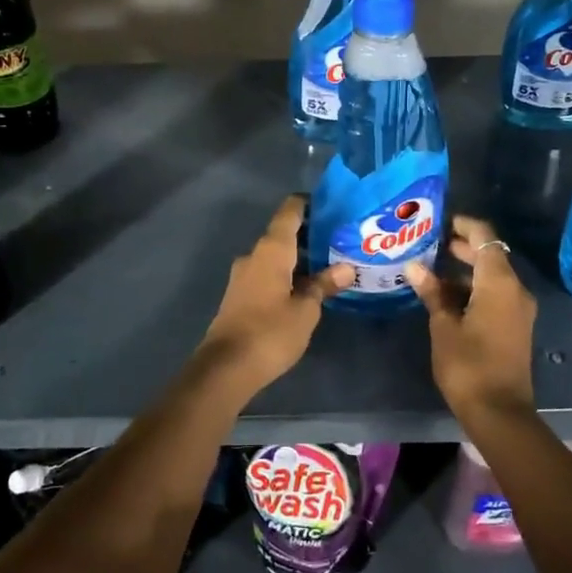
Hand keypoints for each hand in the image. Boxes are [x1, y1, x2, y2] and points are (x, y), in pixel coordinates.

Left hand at [195, 196, 352, 395]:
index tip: (331, 205)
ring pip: (275, 257)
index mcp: (271, 250)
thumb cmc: (271, 332)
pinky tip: (306, 288)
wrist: (226, 368)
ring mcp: (243, 276)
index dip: (308, 204)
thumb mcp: (306, 309)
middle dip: (310, 236)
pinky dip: (287, 274)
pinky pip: (267, 274)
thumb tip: (345, 268)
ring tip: (329, 265)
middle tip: (340, 240)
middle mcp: (254, 255)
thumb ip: (324, 285)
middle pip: (283, 234)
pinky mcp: (240, 296)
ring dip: (299, 258)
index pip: (289, 212)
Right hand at [404, 215, 537, 422]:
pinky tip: (445, 295)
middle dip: (461, 246)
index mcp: (499, 283)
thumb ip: (432, 292)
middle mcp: (514, 289)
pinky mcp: (515, 325)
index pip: (485, 237)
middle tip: (428, 242)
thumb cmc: (468, 365)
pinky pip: (495, 294)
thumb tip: (414, 266)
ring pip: (491, 276)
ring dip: (465, 269)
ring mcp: (518, 308)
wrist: (499, 412)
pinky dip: (473, 288)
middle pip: (490, 254)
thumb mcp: (444, 326)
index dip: (464, 225)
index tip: (439, 220)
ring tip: (430, 267)